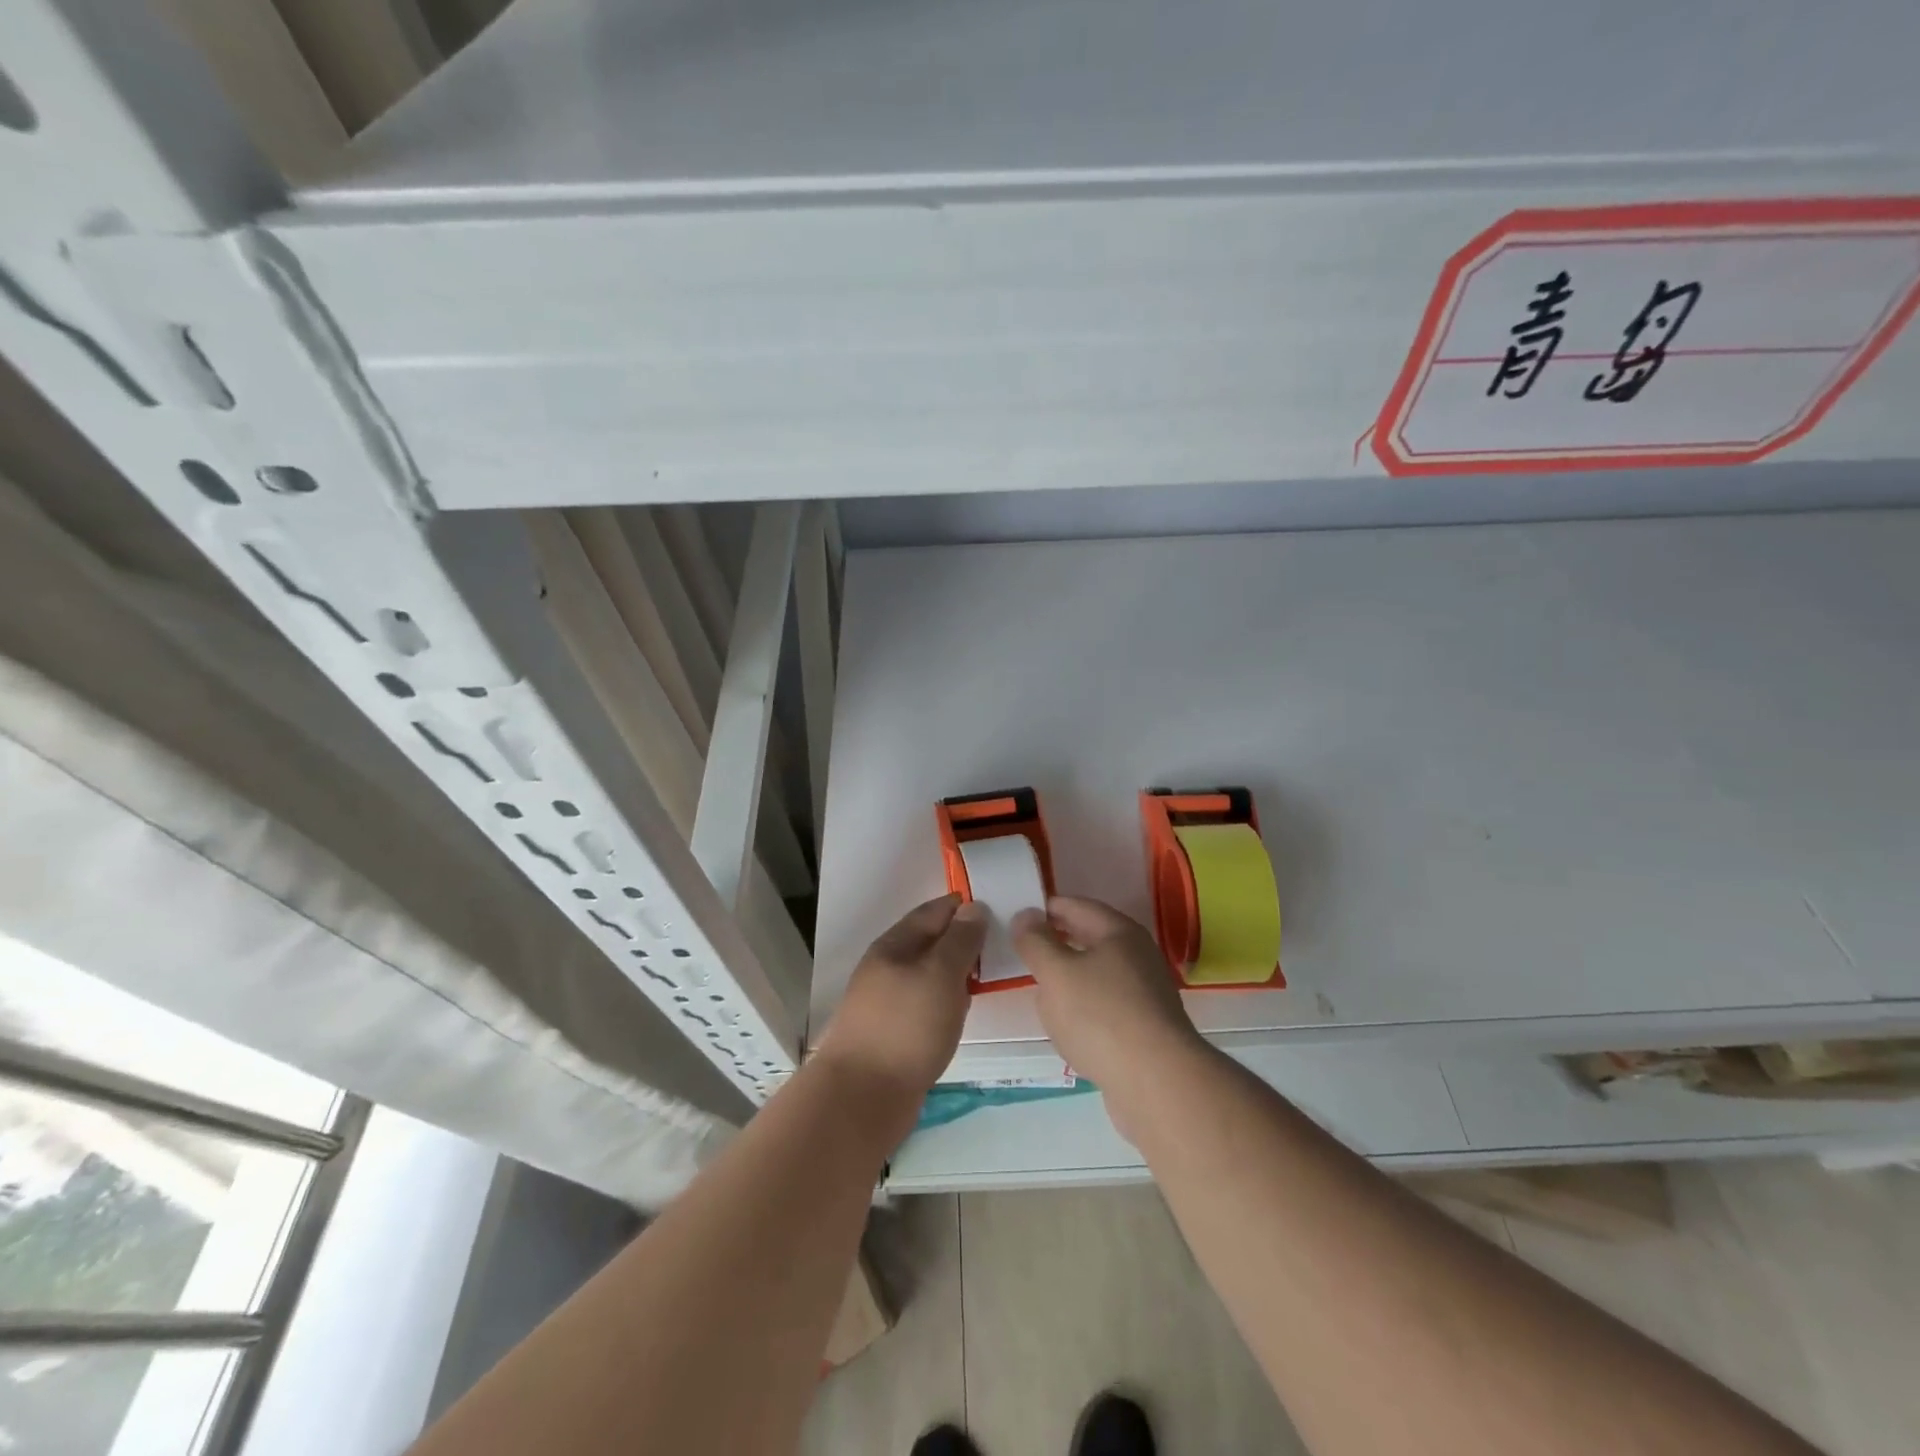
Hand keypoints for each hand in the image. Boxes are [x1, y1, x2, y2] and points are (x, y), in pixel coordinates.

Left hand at [815, 894, 985, 1105]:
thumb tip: (974, 908)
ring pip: (929, 975)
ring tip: (990, 975)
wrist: (863, 1096)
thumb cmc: (906, 1026)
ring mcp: (888, 1001)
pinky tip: (963, 1011)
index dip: (965, 906)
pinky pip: (927, 1003)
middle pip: (931, 942)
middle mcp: (888, 967)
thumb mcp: (940, 974)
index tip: (1000, 906)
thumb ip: (960, 940)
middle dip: (963, 939)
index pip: (934, 911)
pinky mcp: (893, 1032)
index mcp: (895, 944)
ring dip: (956, 972)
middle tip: (1003, 943)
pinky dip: (947, 1000)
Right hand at [1012, 896, 1207, 1131]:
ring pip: (1098, 974)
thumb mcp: (1056, 973)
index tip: (1017, 916)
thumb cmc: (1101, 1016)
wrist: (1158, 1083)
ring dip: (1070, 978)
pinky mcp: (1146, 1028)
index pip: (1076, 906)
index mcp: (1119, 932)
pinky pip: (1106, 1006)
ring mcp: (1146, 993)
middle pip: (1091, 939)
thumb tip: (1025, 914)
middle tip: (1024, 950)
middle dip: (1057, 942)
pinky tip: (1068, 1027)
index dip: (1046, 908)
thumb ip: (1036, 941)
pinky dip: (1084, 1008)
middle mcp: (1138, 956)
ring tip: (1040, 989)